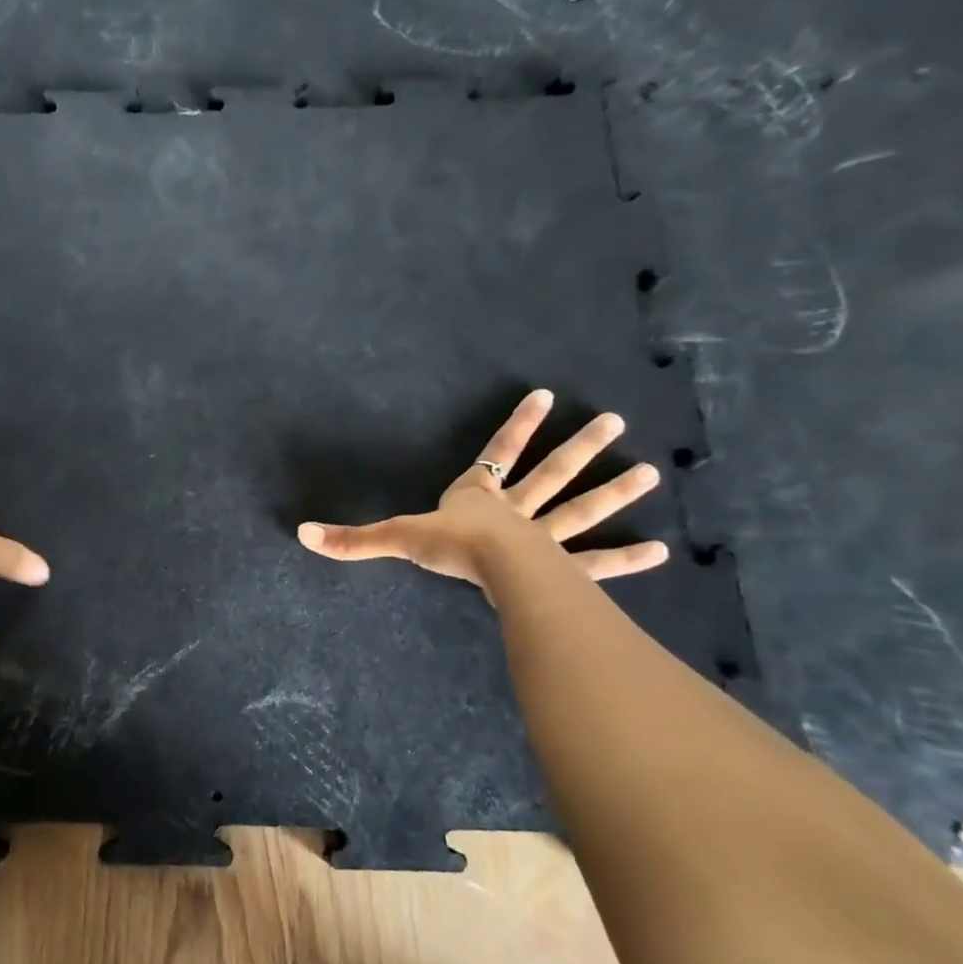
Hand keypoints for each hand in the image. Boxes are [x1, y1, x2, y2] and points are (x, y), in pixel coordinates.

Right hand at [296, 389, 669, 588]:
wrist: (493, 569)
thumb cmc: (449, 546)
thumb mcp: (397, 537)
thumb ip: (353, 539)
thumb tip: (303, 534)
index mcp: (479, 496)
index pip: (499, 450)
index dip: (518, 424)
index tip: (546, 394)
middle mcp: (517, 510)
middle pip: (552, 473)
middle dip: (580, 447)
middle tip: (616, 422)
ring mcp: (544, 538)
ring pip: (582, 508)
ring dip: (615, 492)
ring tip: (652, 473)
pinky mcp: (561, 569)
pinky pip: (596, 562)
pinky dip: (625, 559)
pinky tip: (660, 551)